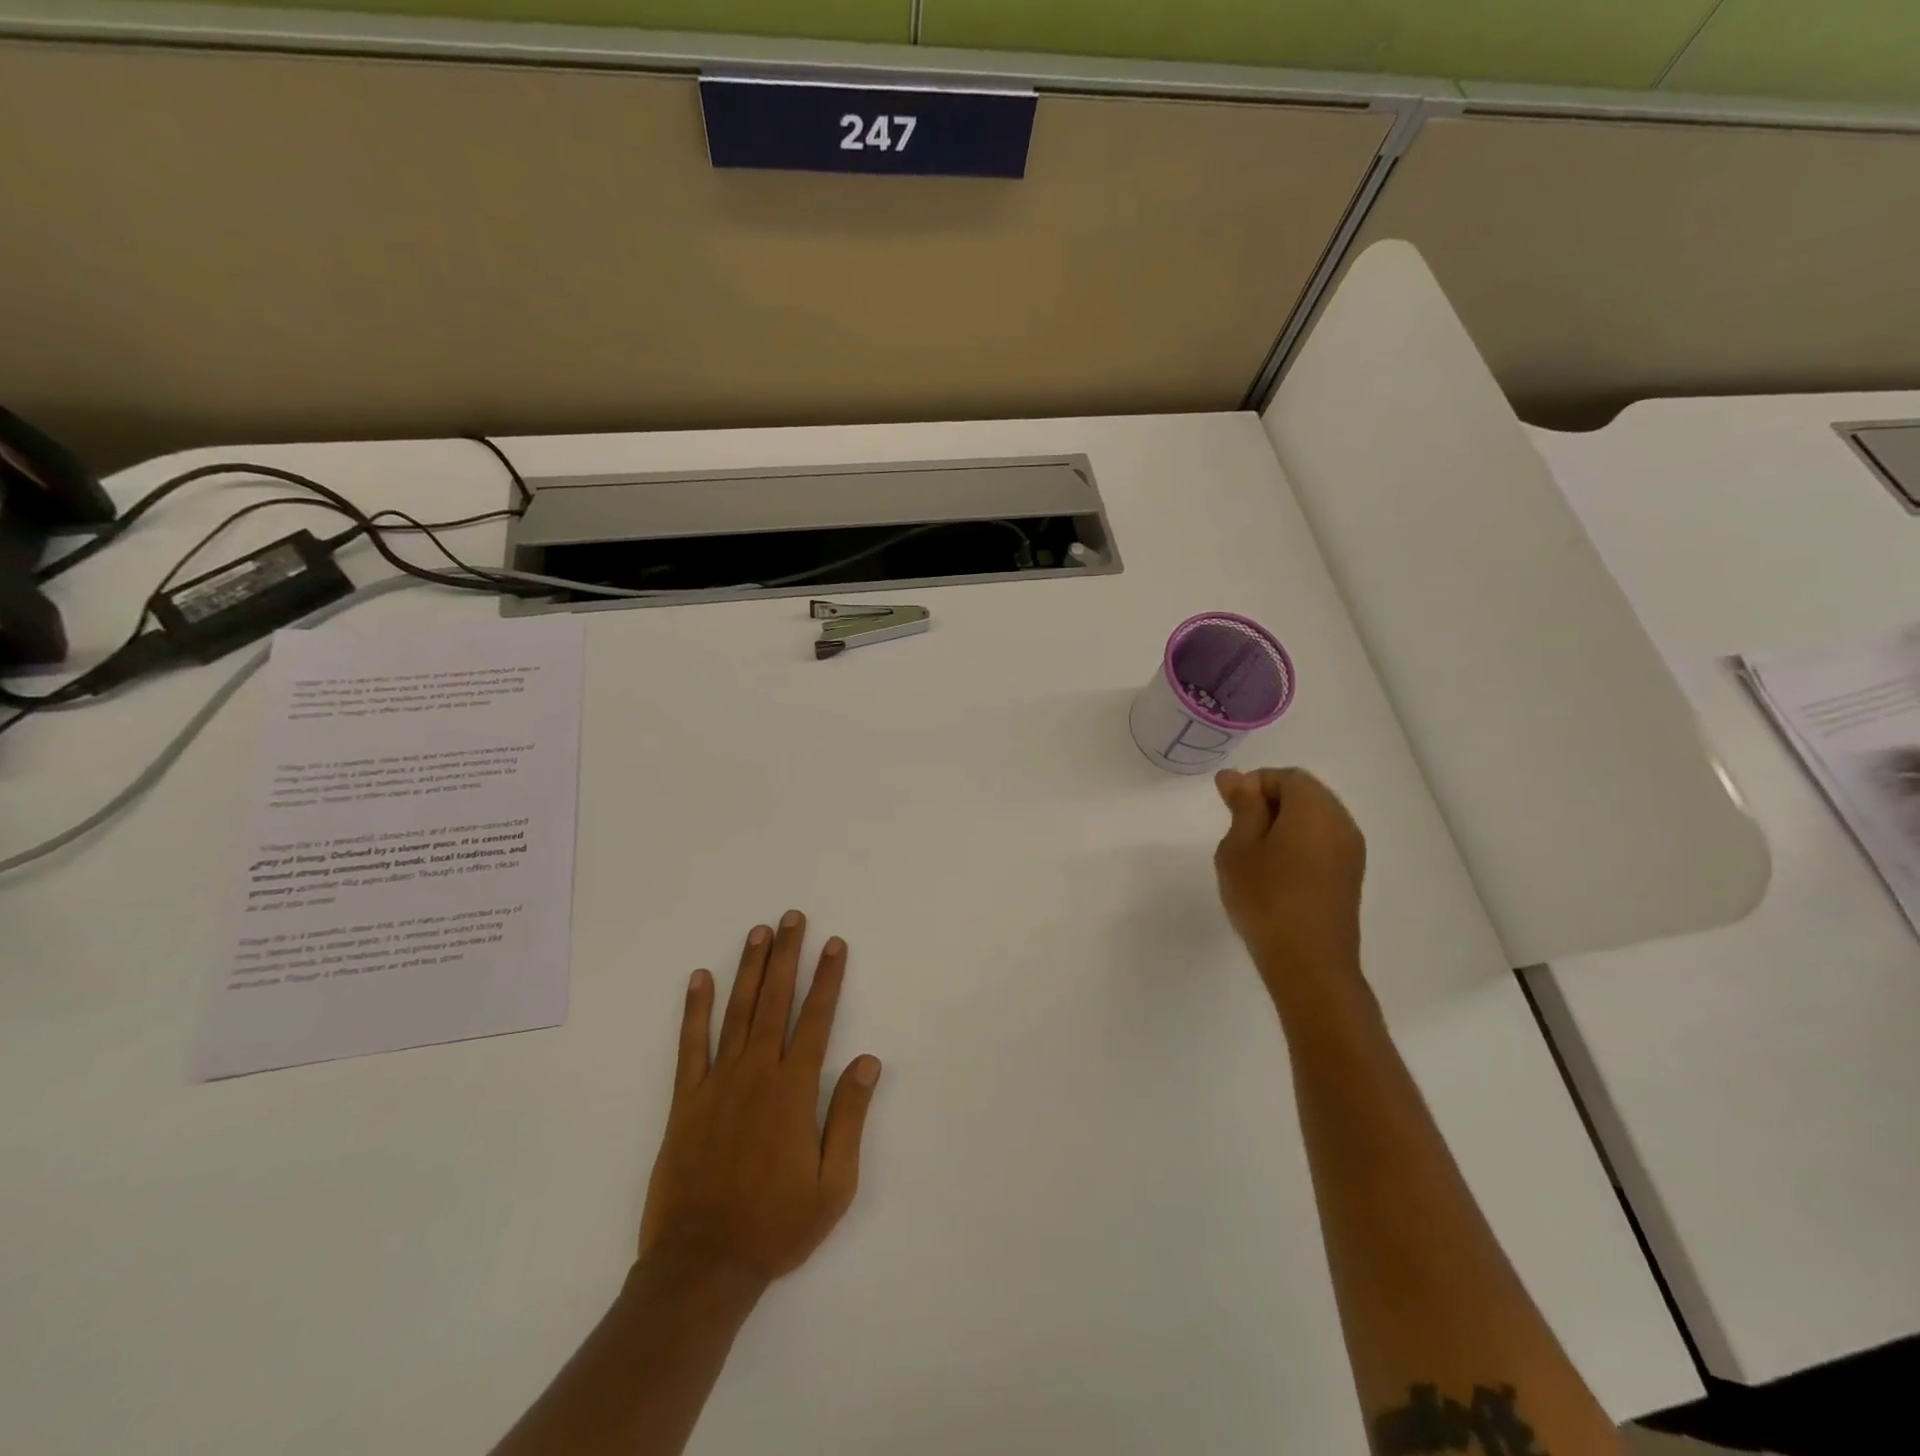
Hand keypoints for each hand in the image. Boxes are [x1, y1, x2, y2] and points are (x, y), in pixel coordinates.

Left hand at [639, 911, 882, 1288]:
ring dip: (749, 969)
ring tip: (758, 932)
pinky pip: (690, 1045)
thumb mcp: (834, 1185)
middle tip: (791, 918)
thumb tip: (868, 1061)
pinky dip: (695, 1009)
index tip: (834, 944)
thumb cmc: (776, 1226)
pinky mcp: (686, 1100)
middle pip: (775, 1002)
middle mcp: (757, 1074)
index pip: (816, 1019)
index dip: (827, 979)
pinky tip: (700, 978)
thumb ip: (849, 1117)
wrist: (702, 1266)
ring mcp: (717, 1083)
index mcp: (794, 1091)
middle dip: (786, 956)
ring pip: (736, 1012)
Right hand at [1213, 768, 1367, 991]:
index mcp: (1314, 808)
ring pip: (1314, 819)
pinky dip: (1299, 844)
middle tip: (1238, 834)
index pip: (1285, 776)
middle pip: (1304, 793)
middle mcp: (1341, 821)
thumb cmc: (1265, 898)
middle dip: (1269, 804)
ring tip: (1254, 856)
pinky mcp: (1350, 875)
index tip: (1229, 813)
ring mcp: (1351, 850)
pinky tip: (1276, 873)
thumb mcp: (1239, 848)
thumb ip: (1242, 807)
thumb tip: (1235, 776)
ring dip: (1284, 825)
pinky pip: (1323, 842)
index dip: (1253, 786)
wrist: (1309, 963)